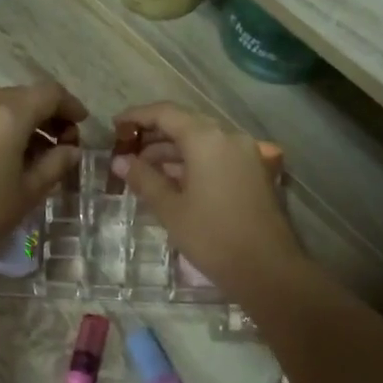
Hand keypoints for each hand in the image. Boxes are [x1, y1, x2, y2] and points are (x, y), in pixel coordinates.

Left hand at [0, 83, 86, 267]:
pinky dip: (3, 126)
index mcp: (8, 115)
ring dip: (26, 120)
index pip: (49, 93)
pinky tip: (10, 156)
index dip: (71, 105)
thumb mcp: (29, 192)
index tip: (83, 125)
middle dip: (48, 114)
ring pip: (3, 105)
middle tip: (64, 143)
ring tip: (39, 154)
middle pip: (25, 95)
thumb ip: (56, 164)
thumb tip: (71, 150)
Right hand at [112, 102, 304, 293]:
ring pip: (202, 141)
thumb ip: (144, 179)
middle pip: (186, 124)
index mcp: (206, 139)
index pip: (166, 113)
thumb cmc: (212, 236)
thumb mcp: (170, 209)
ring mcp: (246, 154)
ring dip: (173, 151)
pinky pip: (217, 156)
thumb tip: (120, 161)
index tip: (115, 126)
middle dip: (154, 136)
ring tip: (144, 170)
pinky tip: (173, 182)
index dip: (137, 116)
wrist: (267, 269)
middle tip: (126, 152)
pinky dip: (193, 162)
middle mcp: (229, 137)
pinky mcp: (254, 172)